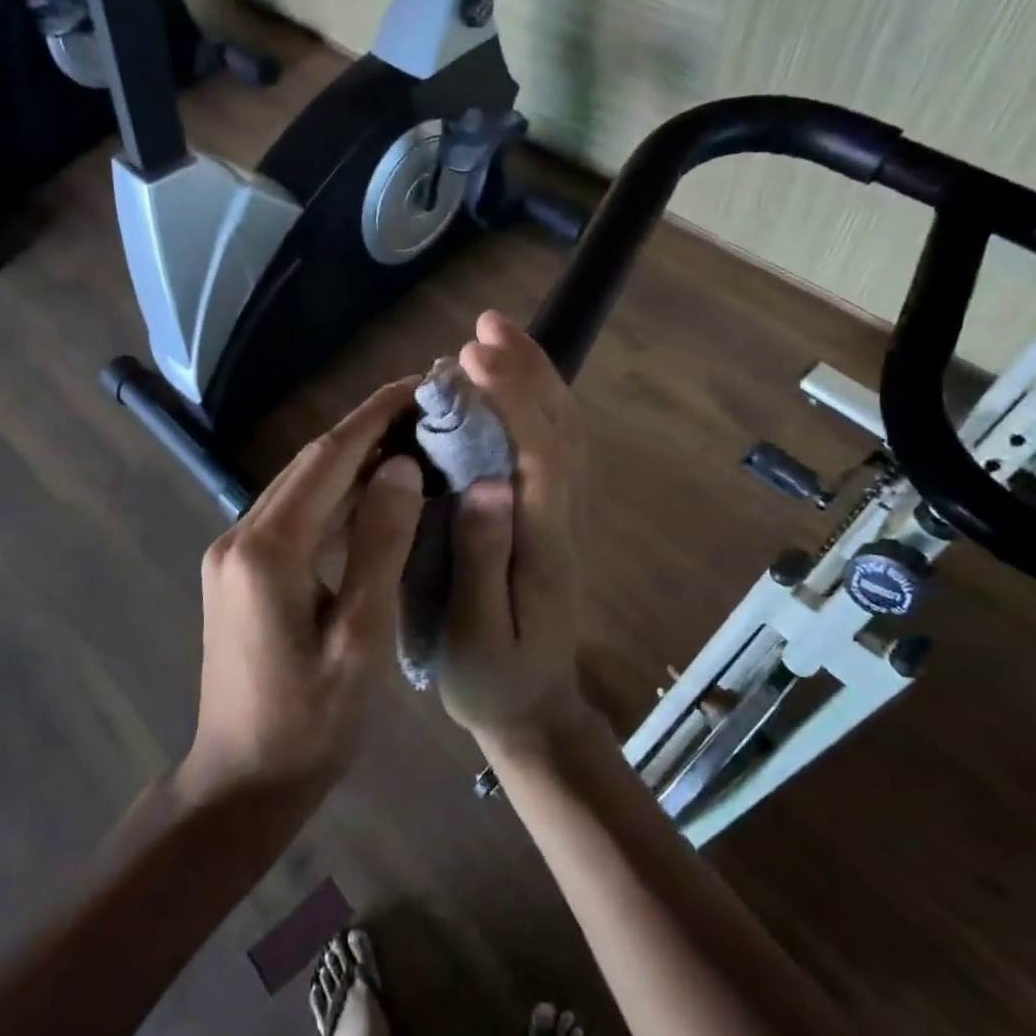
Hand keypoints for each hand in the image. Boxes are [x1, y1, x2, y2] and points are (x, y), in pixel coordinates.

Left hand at [185, 381, 425, 803]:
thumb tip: (401, 468)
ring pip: (299, 488)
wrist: (242, 780)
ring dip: (350, 462)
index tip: (418, 385)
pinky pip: (291, 517)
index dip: (374, 417)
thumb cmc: (310, 722)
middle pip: (310, 465)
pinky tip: (370, 495)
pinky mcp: (237, 571)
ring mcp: (232, 553)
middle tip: (423, 409)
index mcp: (268, 550)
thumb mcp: (361, 639)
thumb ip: (379, 547)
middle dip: (365, 431)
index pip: (328, 460)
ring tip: (407, 441)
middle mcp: (239, 537)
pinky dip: (332, 499)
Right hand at [436, 311, 587, 747]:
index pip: (537, 452)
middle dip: (527, 370)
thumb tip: (485, 484)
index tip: (472, 355)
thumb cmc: (492, 680)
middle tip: (486, 324)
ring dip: (536, 379)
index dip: (511, 396)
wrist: (534, 711)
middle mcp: (561, 518)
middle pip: (559, 429)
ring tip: (496, 338)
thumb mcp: (475, 635)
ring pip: (562, 433)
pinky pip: (552, 449)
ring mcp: (561, 518)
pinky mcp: (550, 520)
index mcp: (542, 543)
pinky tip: (510, 388)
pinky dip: (536, 406)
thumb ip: (481, 563)